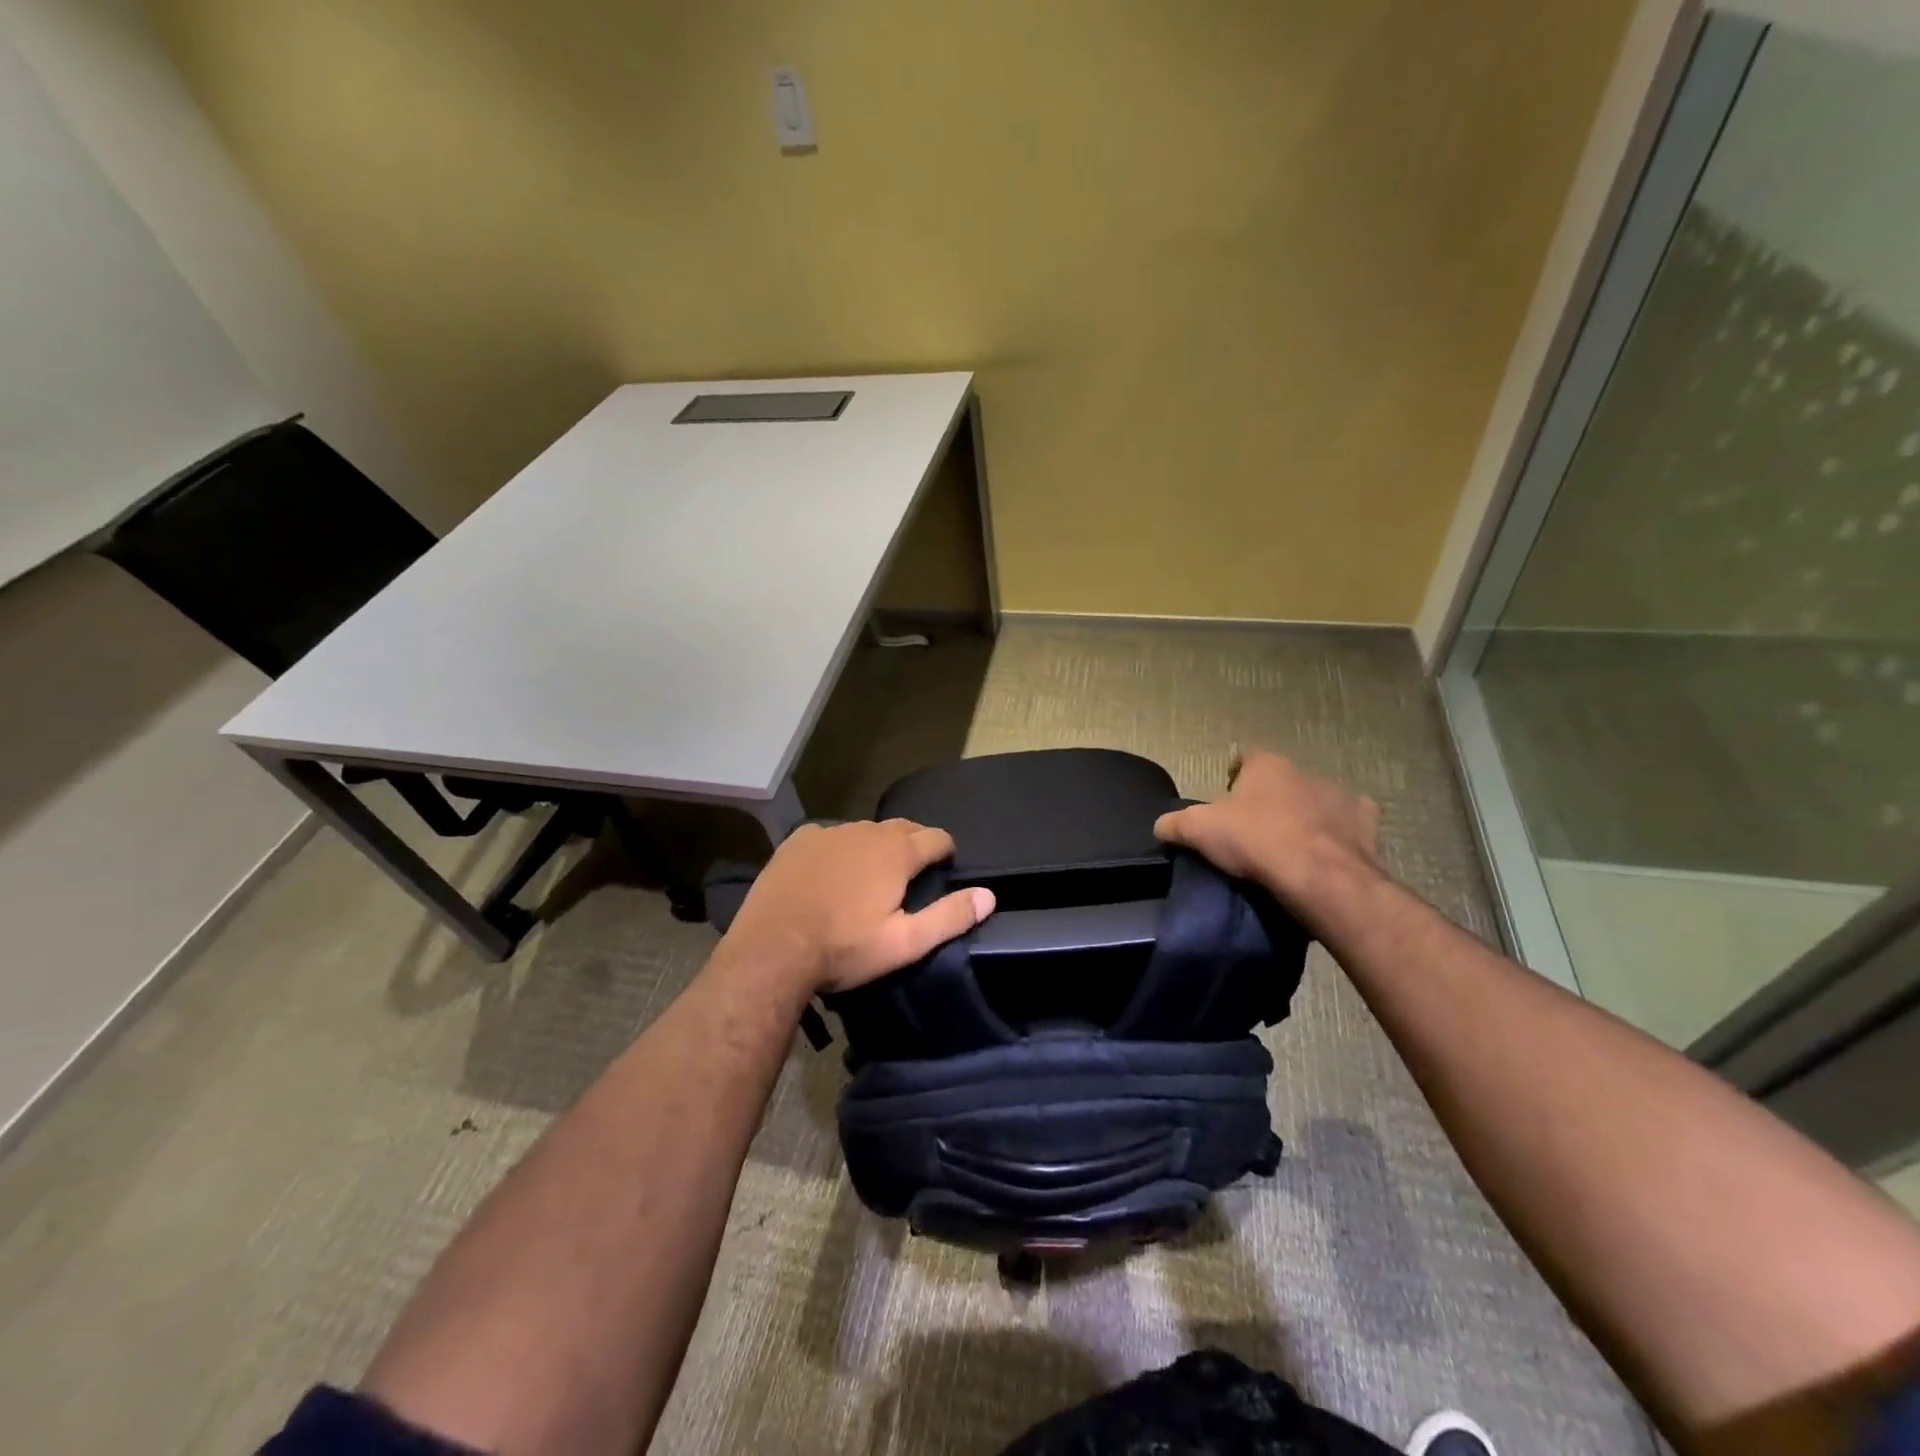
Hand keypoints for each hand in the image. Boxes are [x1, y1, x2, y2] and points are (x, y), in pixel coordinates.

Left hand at [720, 820, 994, 994]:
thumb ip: (949, 917)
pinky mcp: (798, 840)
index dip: (946, 851)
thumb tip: (989, 895)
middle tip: (911, 873)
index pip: (937, 837)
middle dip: (913, 844)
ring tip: (871, 874)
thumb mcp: (905, 943)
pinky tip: (830, 871)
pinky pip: (829, 836)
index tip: (945, 868)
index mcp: (897, 852)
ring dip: (875, 846)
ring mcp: (829, 832)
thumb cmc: (844, 949)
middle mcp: (866, 831)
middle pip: (902, 828)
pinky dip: (838, 848)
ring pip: (865, 831)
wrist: (772, 950)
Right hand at [1154, 750, 1382, 921]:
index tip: (1226, 797)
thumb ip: (1174, 824)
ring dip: (1304, 815)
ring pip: (1317, 800)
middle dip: (1269, 798)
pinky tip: (1328, 853)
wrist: (1319, 877)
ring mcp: (1340, 797)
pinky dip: (1340, 835)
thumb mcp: (1197, 831)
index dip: (1233, 774)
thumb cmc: (1255, 841)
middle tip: (1254, 829)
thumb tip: (1160, 826)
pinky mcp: (1366, 824)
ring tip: (1290, 846)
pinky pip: (1350, 824)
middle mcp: (1305, 772)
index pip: (1245, 756)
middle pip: (1280, 781)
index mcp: (1266, 766)